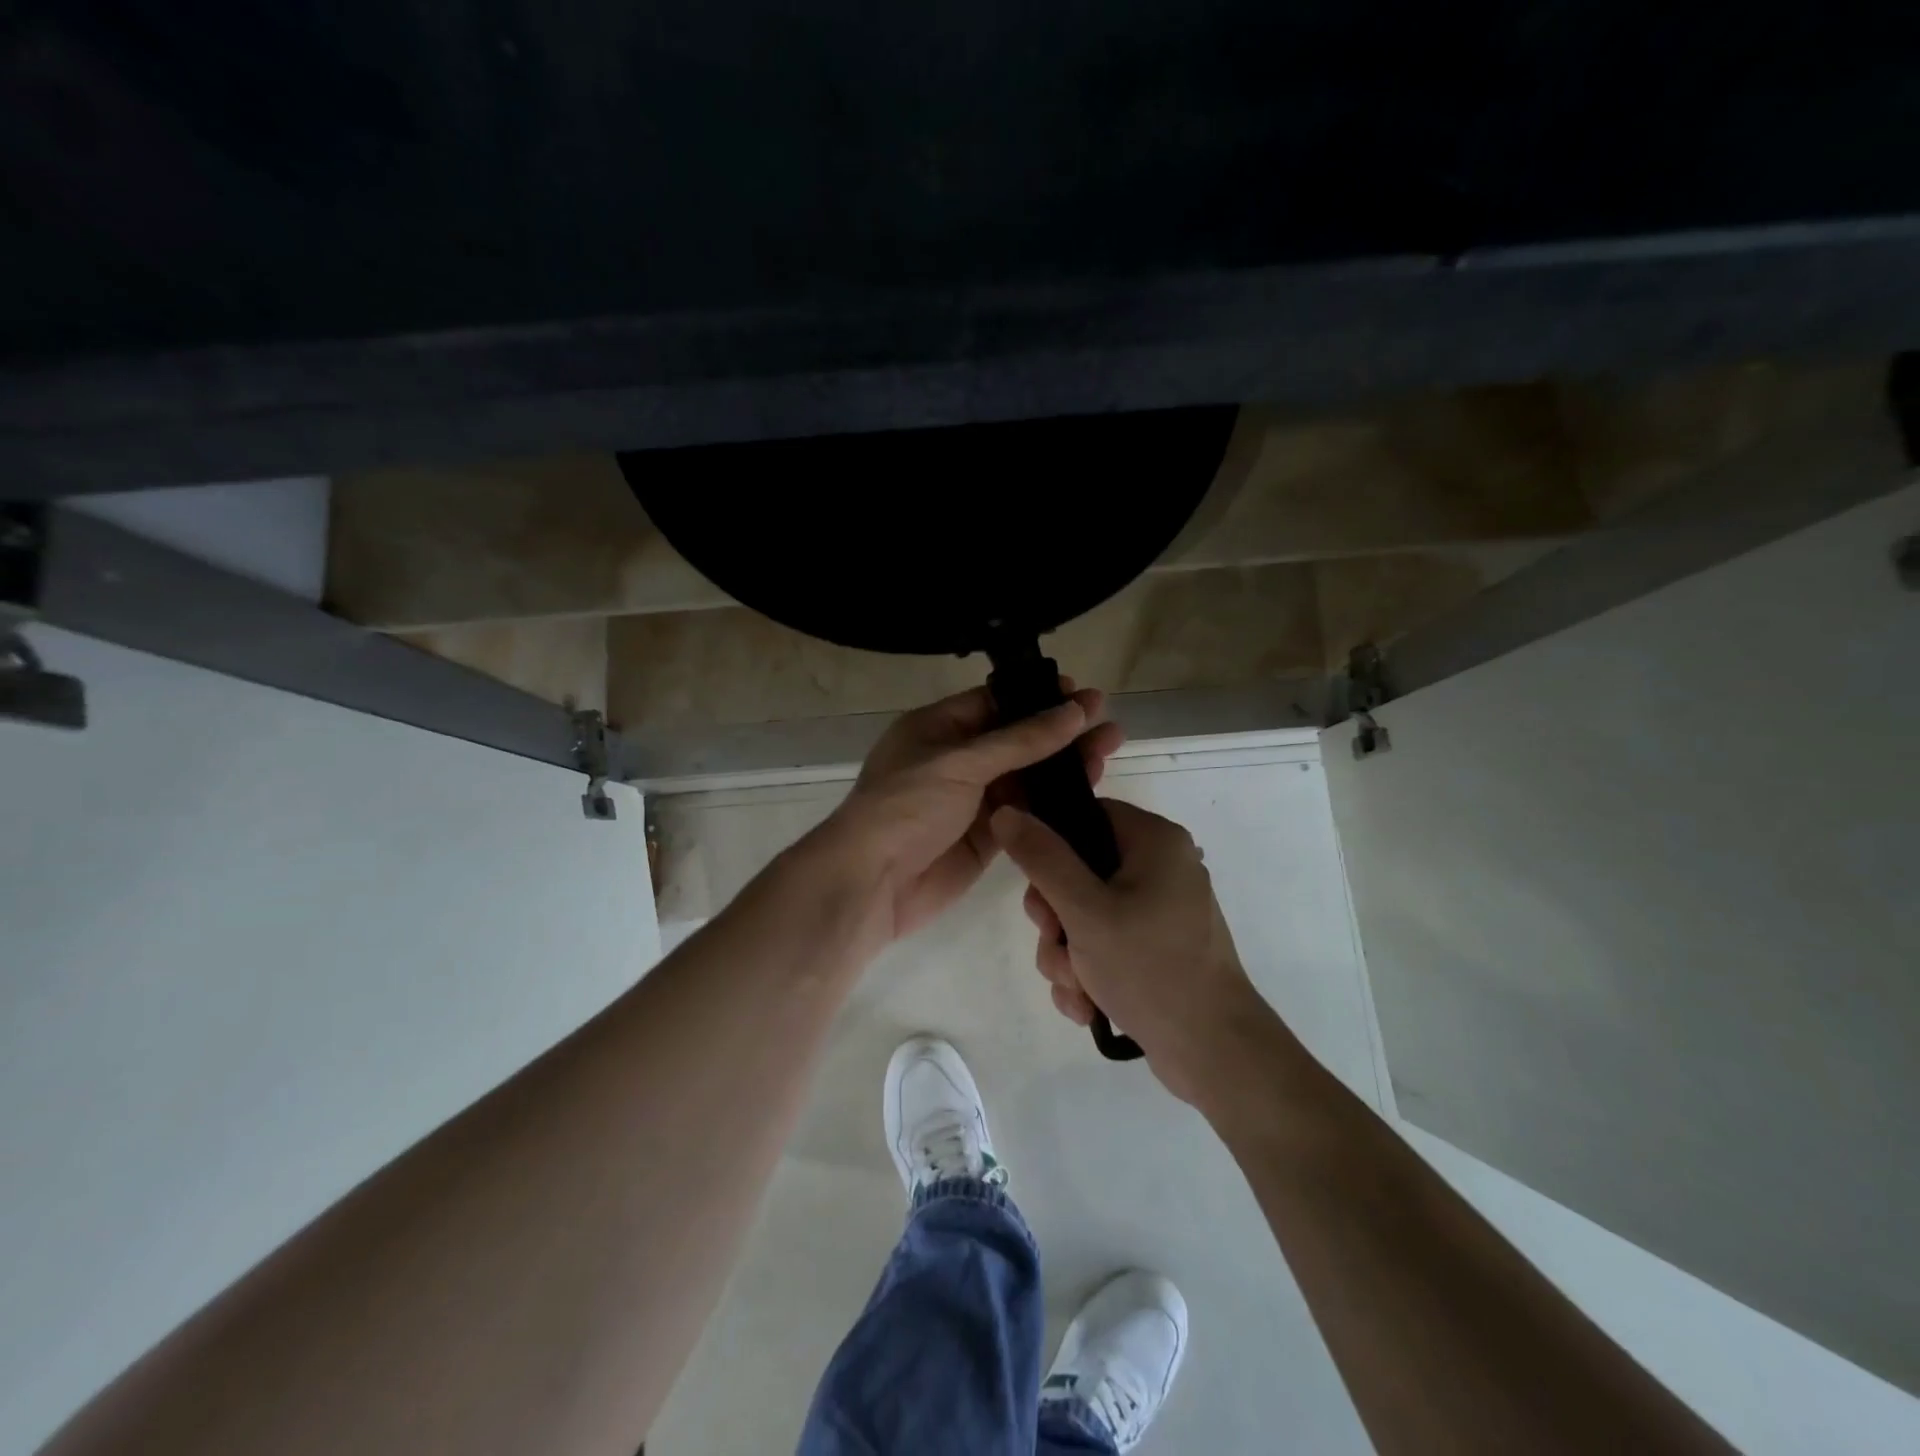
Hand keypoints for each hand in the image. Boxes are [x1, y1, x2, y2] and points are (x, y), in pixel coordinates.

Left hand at [818, 682, 1124, 953]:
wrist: (872, 883)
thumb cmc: (906, 806)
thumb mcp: (960, 762)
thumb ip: (1020, 740)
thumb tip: (1074, 710)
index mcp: (936, 728)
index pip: (994, 703)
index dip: (1037, 698)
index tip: (1080, 695)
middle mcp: (956, 760)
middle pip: (1017, 740)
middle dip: (1060, 732)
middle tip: (1107, 724)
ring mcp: (972, 800)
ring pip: (1026, 777)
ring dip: (1063, 766)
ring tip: (1109, 750)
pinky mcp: (987, 836)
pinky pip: (1026, 812)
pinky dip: (1054, 804)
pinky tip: (1089, 792)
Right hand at [991, 798, 1265, 1102]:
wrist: (1214, 1052)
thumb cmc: (1150, 968)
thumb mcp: (1085, 911)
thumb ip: (1042, 859)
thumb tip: (1006, 812)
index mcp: (1156, 842)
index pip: (1088, 818)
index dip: (1052, 848)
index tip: (1037, 888)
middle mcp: (1162, 869)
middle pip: (1080, 871)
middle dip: (1056, 920)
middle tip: (1055, 944)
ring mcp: (1160, 912)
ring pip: (1086, 916)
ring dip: (1067, 954)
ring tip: (1076, 987)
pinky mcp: (1157, 950)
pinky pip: (1105, 945)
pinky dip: (1089, 972)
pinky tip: (1087, 1005)